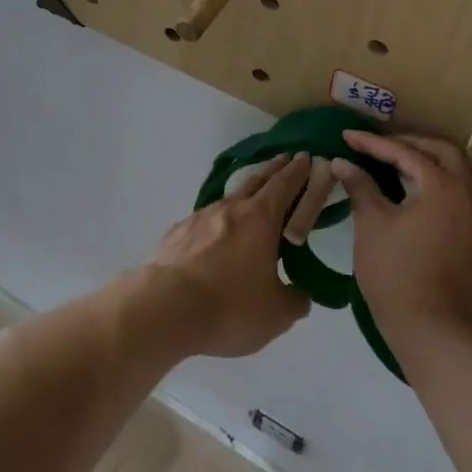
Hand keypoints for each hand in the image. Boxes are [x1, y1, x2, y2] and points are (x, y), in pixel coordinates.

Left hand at [143, 153, 325, 357]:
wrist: (165, 308)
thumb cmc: (230, 306)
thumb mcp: (276, 314)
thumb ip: (295, 299)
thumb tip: (300, 293)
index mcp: (261, 219)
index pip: (285, 185)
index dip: (298, 171)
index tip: (306, 156)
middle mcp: (231, 208)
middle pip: (257, 180)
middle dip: (274, 169)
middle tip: (286, 158)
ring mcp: (200, 217)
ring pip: (229, 198)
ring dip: (245, 192)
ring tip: (252, 197)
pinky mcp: (177, 233)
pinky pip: (205, 219)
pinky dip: (218, 219)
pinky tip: (216, 232)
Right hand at [331, 133, 471, 347]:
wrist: (432, 329)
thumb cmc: (395, 272)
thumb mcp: (371, 224)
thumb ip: (360, 186)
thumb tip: (342, 162)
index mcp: (443, 186)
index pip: (405, 152)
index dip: (373, 143)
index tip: (347, 137)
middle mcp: (468, 195)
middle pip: (444, 152)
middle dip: (410, 143)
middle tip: (379, 147)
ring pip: (459, 173)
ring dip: (429, 163)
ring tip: (396, 167)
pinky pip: (462, 196)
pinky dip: (440, 185)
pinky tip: (415, 196)